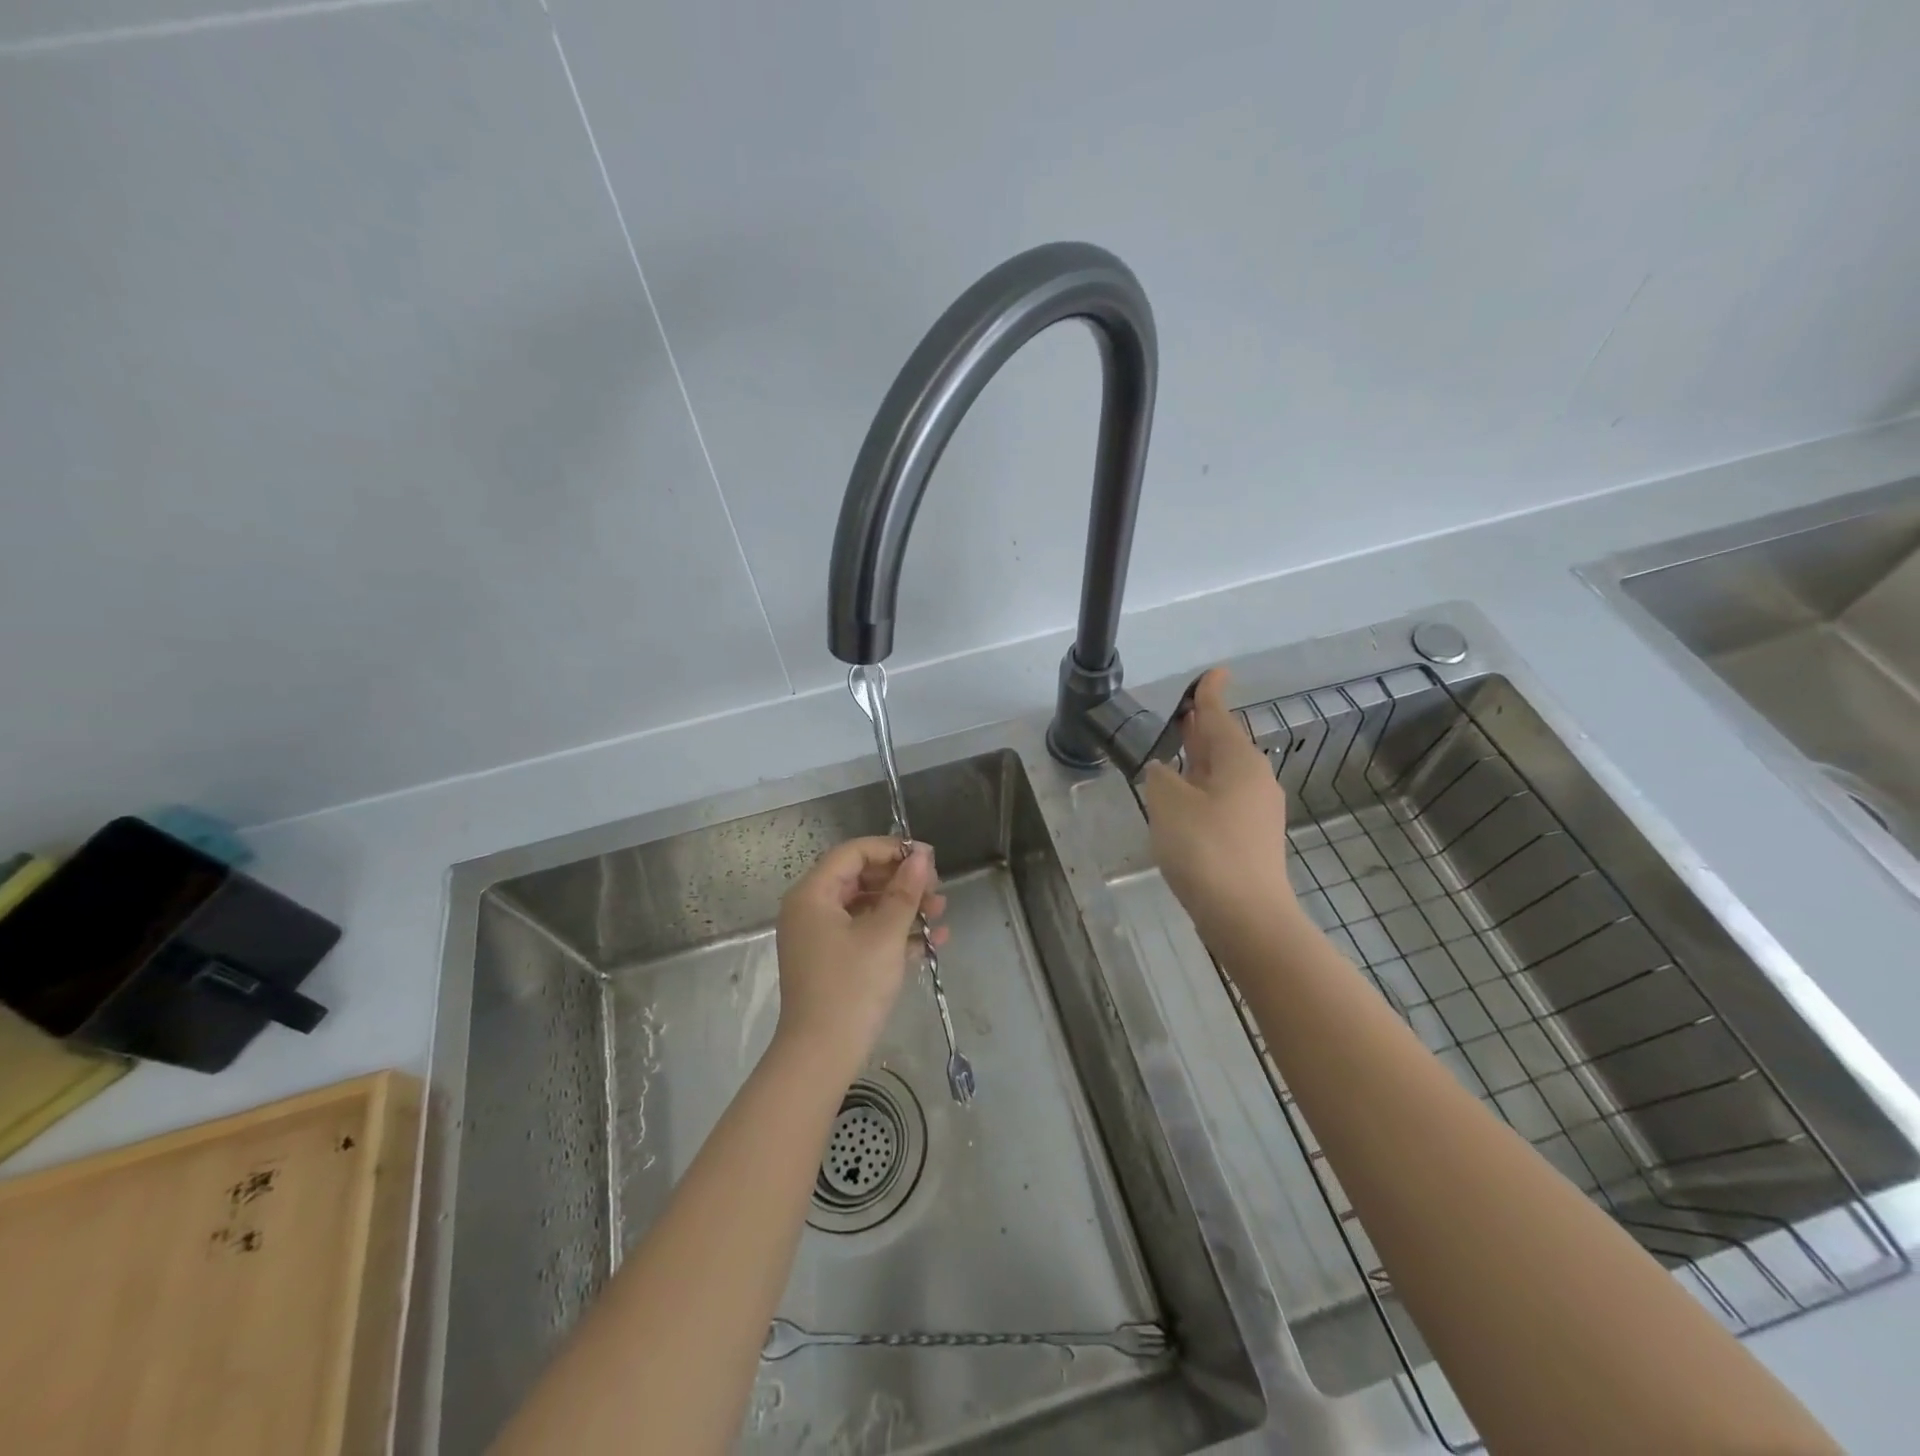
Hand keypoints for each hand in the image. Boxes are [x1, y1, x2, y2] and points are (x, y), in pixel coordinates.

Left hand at [774, 837, 946, 1074]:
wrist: (822, 1057)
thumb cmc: (851, 987)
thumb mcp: (885, 935)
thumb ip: (905, 891)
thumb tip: (920, 855)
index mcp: (813, 894)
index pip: (853, 853)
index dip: (891, 850)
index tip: (928, 858)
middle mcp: (811, 910)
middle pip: (861, 878)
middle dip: (902, 882)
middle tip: (937, 889)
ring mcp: (820, 938)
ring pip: (866, 908)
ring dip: (904, 908)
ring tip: (941, 914)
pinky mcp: (831, 963)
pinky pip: (864, 934)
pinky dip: (894, 934)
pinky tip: (932, 942)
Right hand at [1140, 668, 1299, 958]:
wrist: (1246, 916)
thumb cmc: (1205, 849)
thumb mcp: (1169, 804)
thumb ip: (1161, 778)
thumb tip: (1164, 771)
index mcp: (1239, 762)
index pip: (1219, 716)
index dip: (1210, 694)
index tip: (1215, 672)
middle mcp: (1254, 780)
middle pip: (1225, 743)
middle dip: (1204, 727)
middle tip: (1187, 711)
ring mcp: (1256, 811)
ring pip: (1224, 773)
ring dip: (1201, 760)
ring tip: (1178, 750)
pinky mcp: (1251, 838)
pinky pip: (1224, 798)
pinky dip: (1203, 788)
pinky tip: (1185, 798)